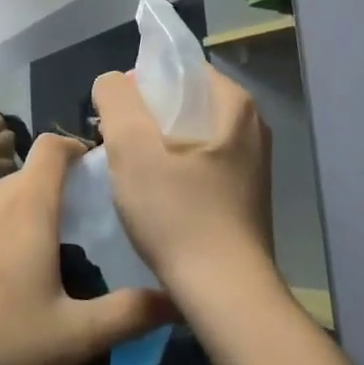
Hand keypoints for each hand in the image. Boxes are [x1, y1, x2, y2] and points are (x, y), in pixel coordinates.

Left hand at [0, 134, 173, 364]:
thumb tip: (178, 299)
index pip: (52, 149)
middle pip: (19, 184)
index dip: (72, 147)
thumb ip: (128, 315)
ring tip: (1, 275)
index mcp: (26, 208)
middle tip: (51, 245)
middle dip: (39, 202)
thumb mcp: (73, 339)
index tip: (86, 166)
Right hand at [91, 67, 273, 293]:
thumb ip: (115, 97)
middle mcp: (251, 127)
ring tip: (129, 172)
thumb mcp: (132, 145)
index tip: (115, 115)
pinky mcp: (244, 196)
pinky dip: (172, 170)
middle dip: (144, 117)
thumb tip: (112, 83)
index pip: (177, 69)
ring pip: (187, 135)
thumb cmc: (177, 213)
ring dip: (155, 146)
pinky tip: (153, 197)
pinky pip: (198, 164)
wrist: (224, 295)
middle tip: (115, 143)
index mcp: (234, 105)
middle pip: (181, 102)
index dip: (139, 84)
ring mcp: (251, 164)